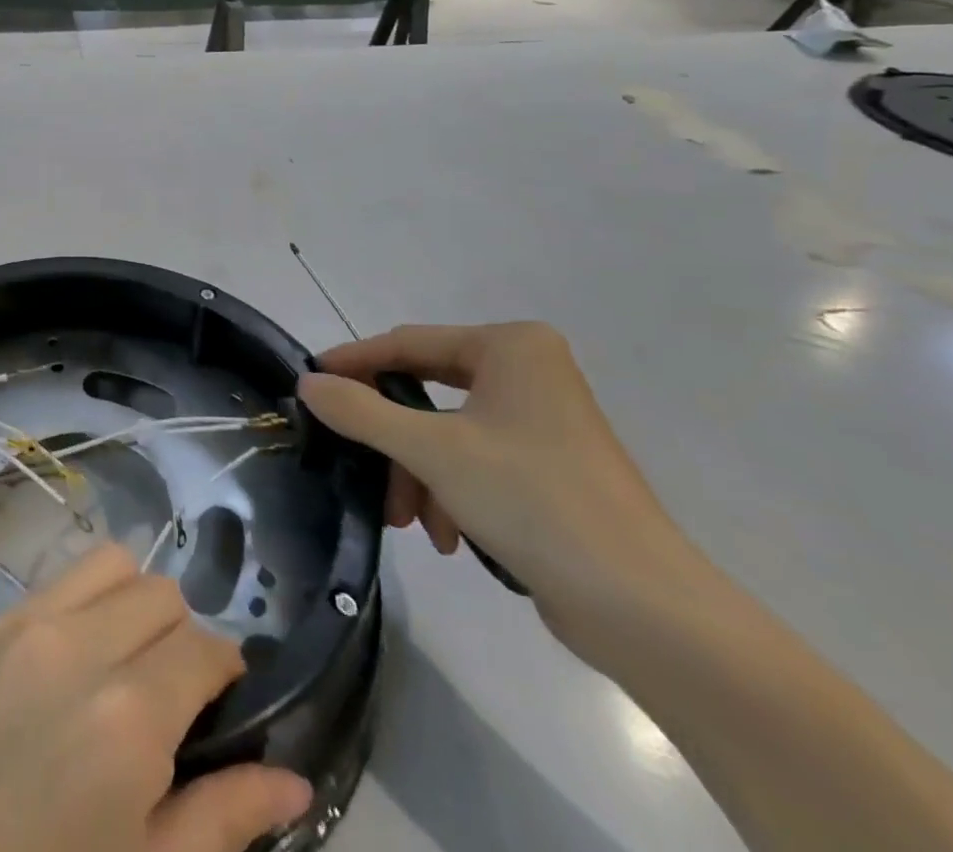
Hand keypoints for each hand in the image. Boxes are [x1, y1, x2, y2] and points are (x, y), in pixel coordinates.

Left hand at [0, 542, 313, 851]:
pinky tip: (40, 685)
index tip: (222, 699)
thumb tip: (294, 780)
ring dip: (123, 601)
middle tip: (167, 689)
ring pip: (99, 564)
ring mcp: (6, 626)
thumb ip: (224, 820)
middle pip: (157, 589)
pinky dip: (58, 623)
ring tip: (114, 661)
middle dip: (177, 632)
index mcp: (124, 714)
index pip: (204, 646)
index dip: (226, 670)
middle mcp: (68, 644)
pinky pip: (33, 596)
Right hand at [300, 322, 698, 657]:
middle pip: (426, 390)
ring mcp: (542, 421)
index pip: (408, 343)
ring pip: (446, 432)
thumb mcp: (431, 450)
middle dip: (391, 437)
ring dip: (418, 474)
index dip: (354, 363)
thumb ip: (360, 412)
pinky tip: (447, 537)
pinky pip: (475, 461)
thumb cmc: (532, 501)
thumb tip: (307, 383)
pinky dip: (450, 492)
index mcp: (510, 348)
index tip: (310, 383)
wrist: (645, 610)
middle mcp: (528, 372)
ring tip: (407, 520)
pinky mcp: (548, 468)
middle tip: (351, 456)